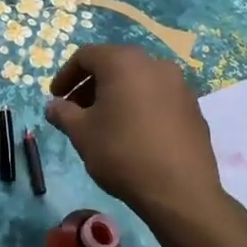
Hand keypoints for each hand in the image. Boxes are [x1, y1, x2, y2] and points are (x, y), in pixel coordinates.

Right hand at [44, 45, 225, 224]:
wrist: (179, 190)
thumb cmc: (122, 153)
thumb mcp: (81, 133)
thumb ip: (63, 113)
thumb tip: (53, 106)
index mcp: (124, 62)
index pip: (87, 56)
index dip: (66, 75)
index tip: (56, 97)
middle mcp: (154, 64)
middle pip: (114, 65)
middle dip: (91, 85)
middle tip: (76, 110)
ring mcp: (179, 85)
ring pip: (138, 80)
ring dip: (116, 95)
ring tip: (104, 122)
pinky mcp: (193, 107)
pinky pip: (158, 97)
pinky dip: (140, 105)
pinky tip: (133, 132)